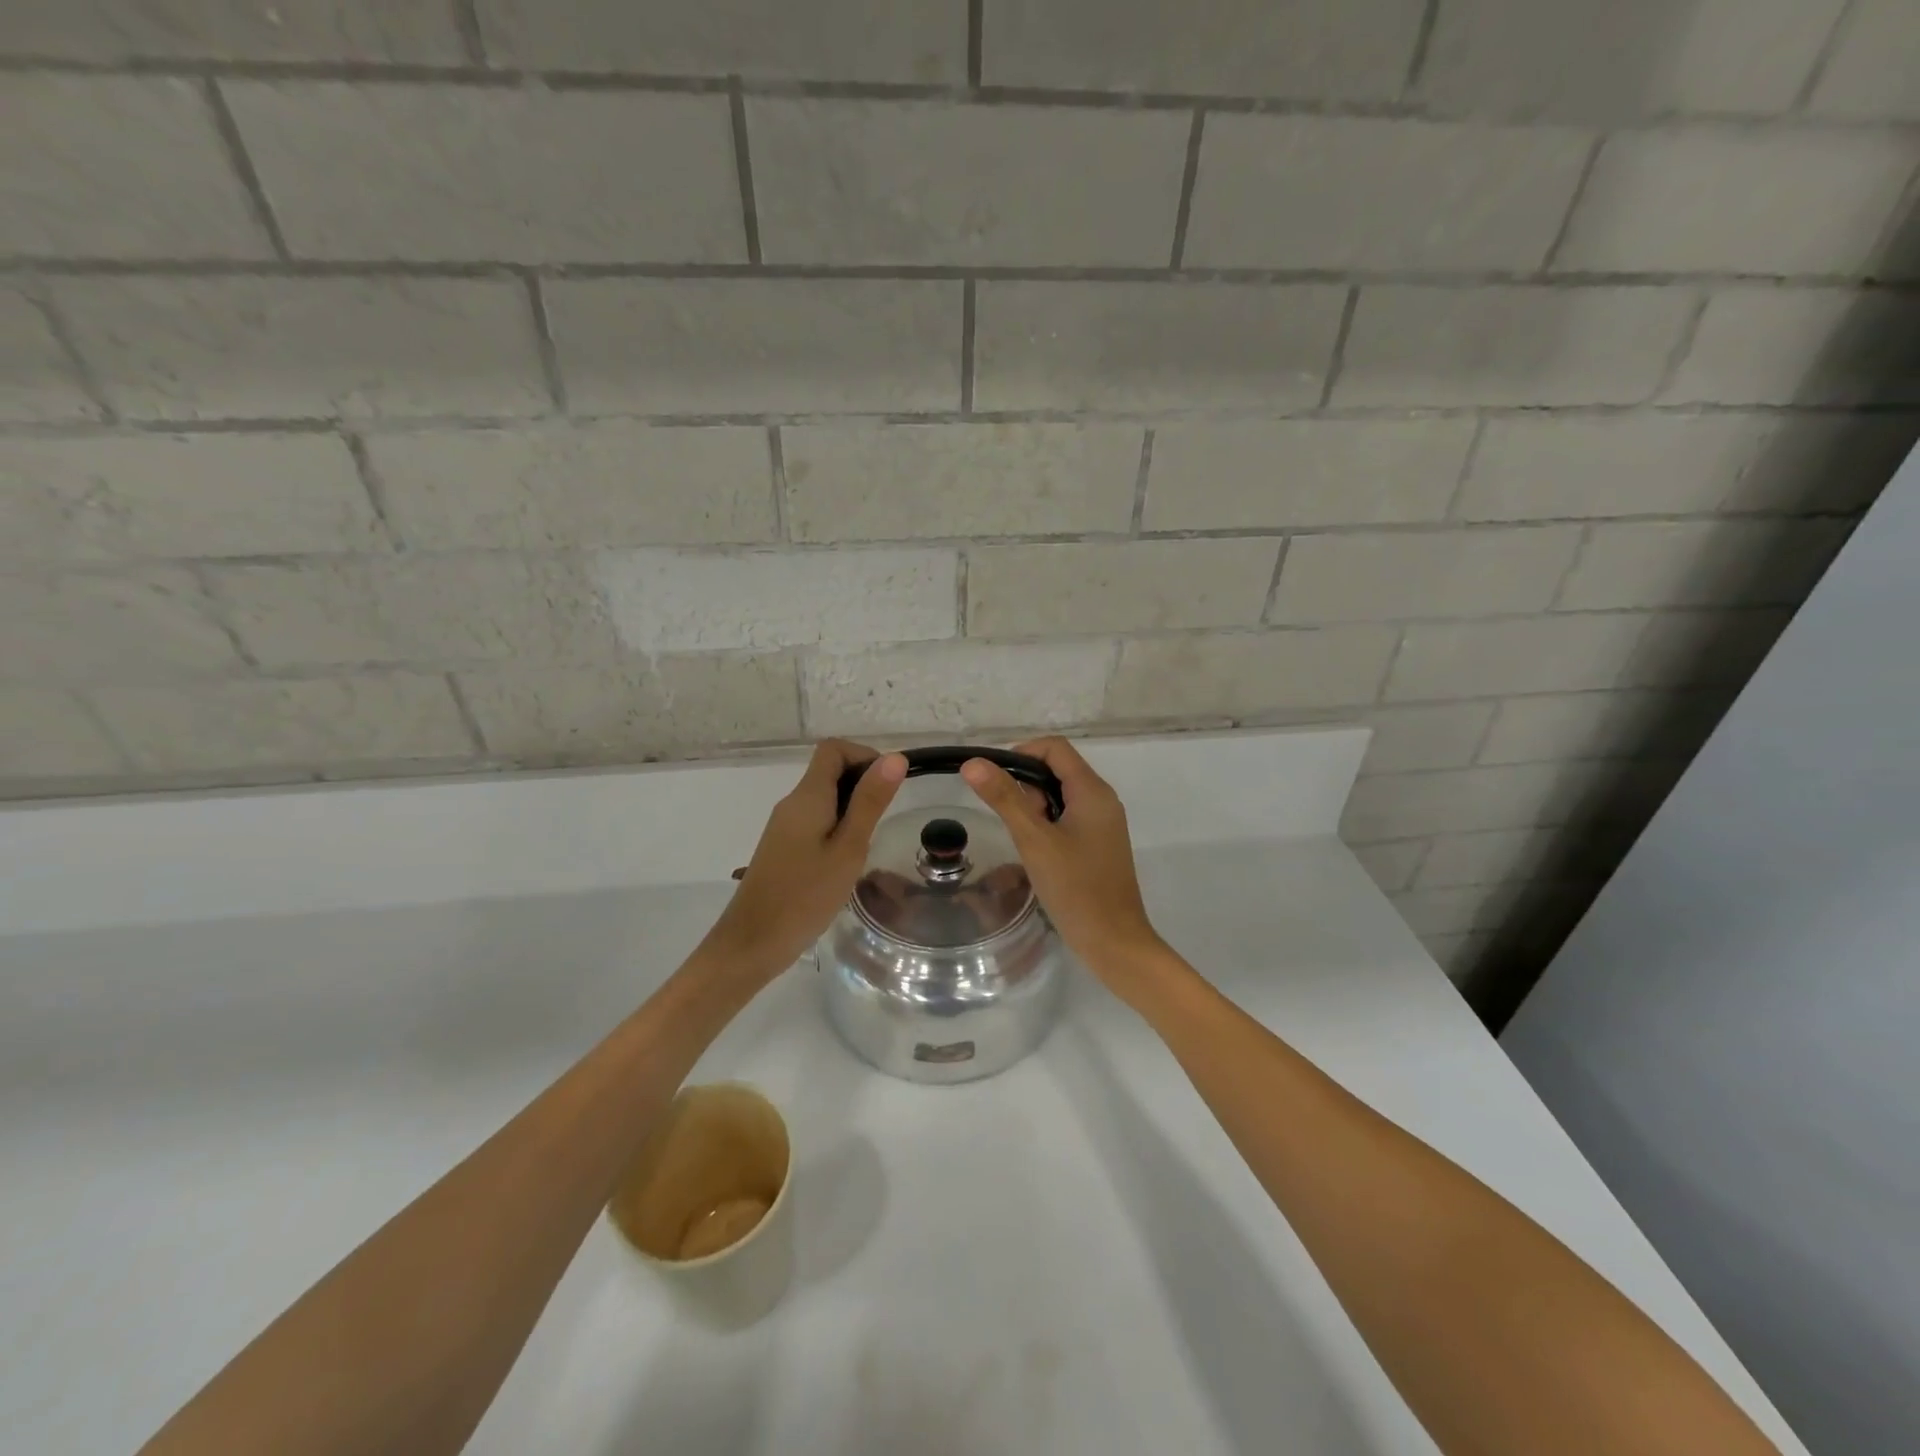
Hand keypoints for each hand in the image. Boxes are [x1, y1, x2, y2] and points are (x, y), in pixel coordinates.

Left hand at [703, 740, 906, 980]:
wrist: (752, 942)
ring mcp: (784, 825)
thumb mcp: (849, 848)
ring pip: (823, 798)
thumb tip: (894, 758)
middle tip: (884, 819)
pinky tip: (846, 860)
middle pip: (829, 770)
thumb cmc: (805, 895)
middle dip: (862, 783)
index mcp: (807, 796)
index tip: (888, 786)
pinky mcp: (782, 846)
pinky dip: (837, 826)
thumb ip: (870, 802)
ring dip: (851, 808)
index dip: (864, 756)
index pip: (833, 749)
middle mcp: (792, 803)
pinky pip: (815, 820)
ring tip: (869, 843)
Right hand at [960, 738, 1165, 988]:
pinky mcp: (1099, 843)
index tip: (995, 782)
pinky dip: (1047, 824)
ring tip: (1026, 841)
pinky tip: (1038, 852)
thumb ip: (1005, 799)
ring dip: (1036, 807)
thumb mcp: (1034, 840)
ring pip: (1061, 795)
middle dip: (1027, 785)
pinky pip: (1069, 817)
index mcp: (1092, 791)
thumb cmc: (1075, 888)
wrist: (1114, 942)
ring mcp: (1103, 822)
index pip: (1054, 748)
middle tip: (1013, 820)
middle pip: (1057, 769)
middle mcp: (1102, 799)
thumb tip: (974, 764)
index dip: (1021, 754)